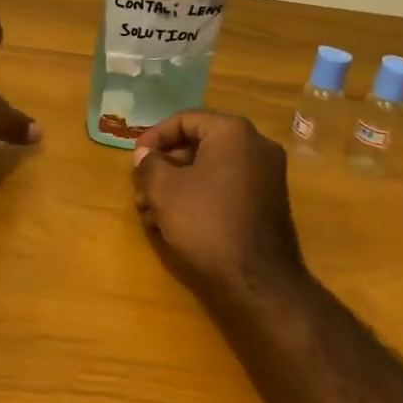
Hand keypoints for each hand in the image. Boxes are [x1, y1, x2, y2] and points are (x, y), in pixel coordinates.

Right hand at [132, 112, 306, 309]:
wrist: (259, 282)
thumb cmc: (207, 223)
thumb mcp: (165, 190)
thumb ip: (150, 164)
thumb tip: (145, 154)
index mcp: (234, 133)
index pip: (186, 120)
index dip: (155, 136)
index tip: (135, 158)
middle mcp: (256, 147)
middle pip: (199, 144)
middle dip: (164, 166)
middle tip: (141, 187)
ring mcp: (266, 176)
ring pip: (210, 170)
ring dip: (177, 185)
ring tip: (149, 211)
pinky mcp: (267, 203)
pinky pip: (226, 188)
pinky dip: (200, 197)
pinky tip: (173, 223)